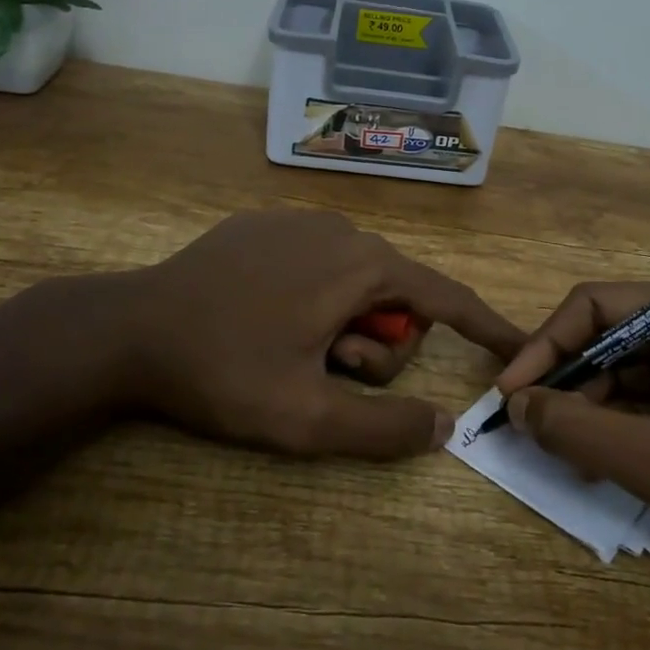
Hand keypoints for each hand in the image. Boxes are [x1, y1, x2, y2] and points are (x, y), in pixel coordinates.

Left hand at [16, 210, 523, 459]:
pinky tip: (266, 319)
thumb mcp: (307, 418)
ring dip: (341, 325)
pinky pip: (319, 263)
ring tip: (290, 349)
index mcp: (363, 266)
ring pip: (356, 281)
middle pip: (396, 297)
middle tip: (325, 373)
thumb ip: (384, 428)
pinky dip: (315, 298)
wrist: (130, 328)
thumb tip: (445, 426)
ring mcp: (301, 220)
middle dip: (376, 345)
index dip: (487, 326)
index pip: (446, 297)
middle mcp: (343, 229)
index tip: (518, 347)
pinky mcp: (267, 224)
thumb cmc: (224, 371)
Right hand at [496, 286, 649, 585]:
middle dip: (570, 380)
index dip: (546, 345)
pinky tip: (603, 461)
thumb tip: (513, 404)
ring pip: (635, 371)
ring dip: (595, 407)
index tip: (509, 392)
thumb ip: (576, 427)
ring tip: (563, 450)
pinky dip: (626, 426)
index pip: (598, 305)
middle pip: (615, 336)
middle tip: (531, 425)